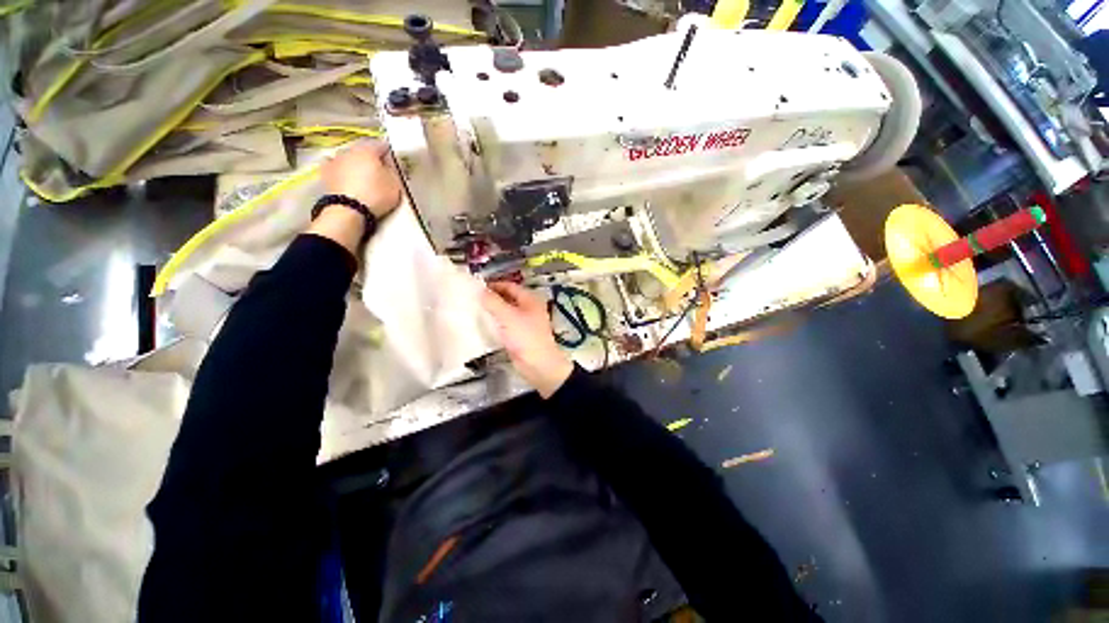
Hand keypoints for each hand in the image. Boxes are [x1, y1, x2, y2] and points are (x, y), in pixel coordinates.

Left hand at [321, 140, 402, 217]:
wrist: (348, 209)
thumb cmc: (376, 195)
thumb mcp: (395, 184)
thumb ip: (394, 170)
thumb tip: (391, 163)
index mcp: (368, 149)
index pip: (382, 145)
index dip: (390, 153)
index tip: (395, 162)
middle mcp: (350, 150)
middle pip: (364, 150)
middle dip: (372, 158)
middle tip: (381, 170)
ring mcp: (336, 160)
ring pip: (350, 157)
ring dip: (356, 163)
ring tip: (364, 176)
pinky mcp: (326, 172)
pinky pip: (336, 167)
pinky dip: (342, 170)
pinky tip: (346, 176)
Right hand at [481, 282, 573, 397]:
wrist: (538, 364)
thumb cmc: (525, 336)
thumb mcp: (508, 316)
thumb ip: (493, 302)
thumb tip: (480, 290)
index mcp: (530, 299)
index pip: (510, 286)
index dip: (494, 285)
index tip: (476, 287)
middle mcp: (529, 308)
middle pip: (508, 298)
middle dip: (492, 298)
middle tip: (473, 298)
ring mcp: (525, 323)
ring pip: (506, 312)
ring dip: (493, 311)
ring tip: (475, 310)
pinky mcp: (520, 336)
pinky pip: (506, 325)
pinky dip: (496, 323)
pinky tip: (483, 325)